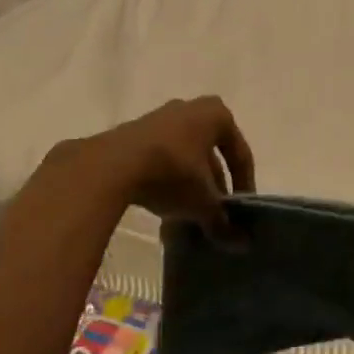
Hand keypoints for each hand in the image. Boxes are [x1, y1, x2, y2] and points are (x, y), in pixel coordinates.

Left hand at [36, 96, 255, 227]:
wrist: (109, 166)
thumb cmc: (171, 172)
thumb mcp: (202, 201)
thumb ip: (222, 221)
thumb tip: (241, 244)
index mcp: (216, 115)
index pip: (240, 153)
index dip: (244, 184)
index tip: (242, 209)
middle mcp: (189, 109)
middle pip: (211, 154)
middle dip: (214, 185)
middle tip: (216, 212)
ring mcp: (158, 119)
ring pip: (185, 157)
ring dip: (190, 184)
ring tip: (189, 214)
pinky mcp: (132, 134)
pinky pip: (160, 159)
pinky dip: (167, 181)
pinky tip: (163, 207)